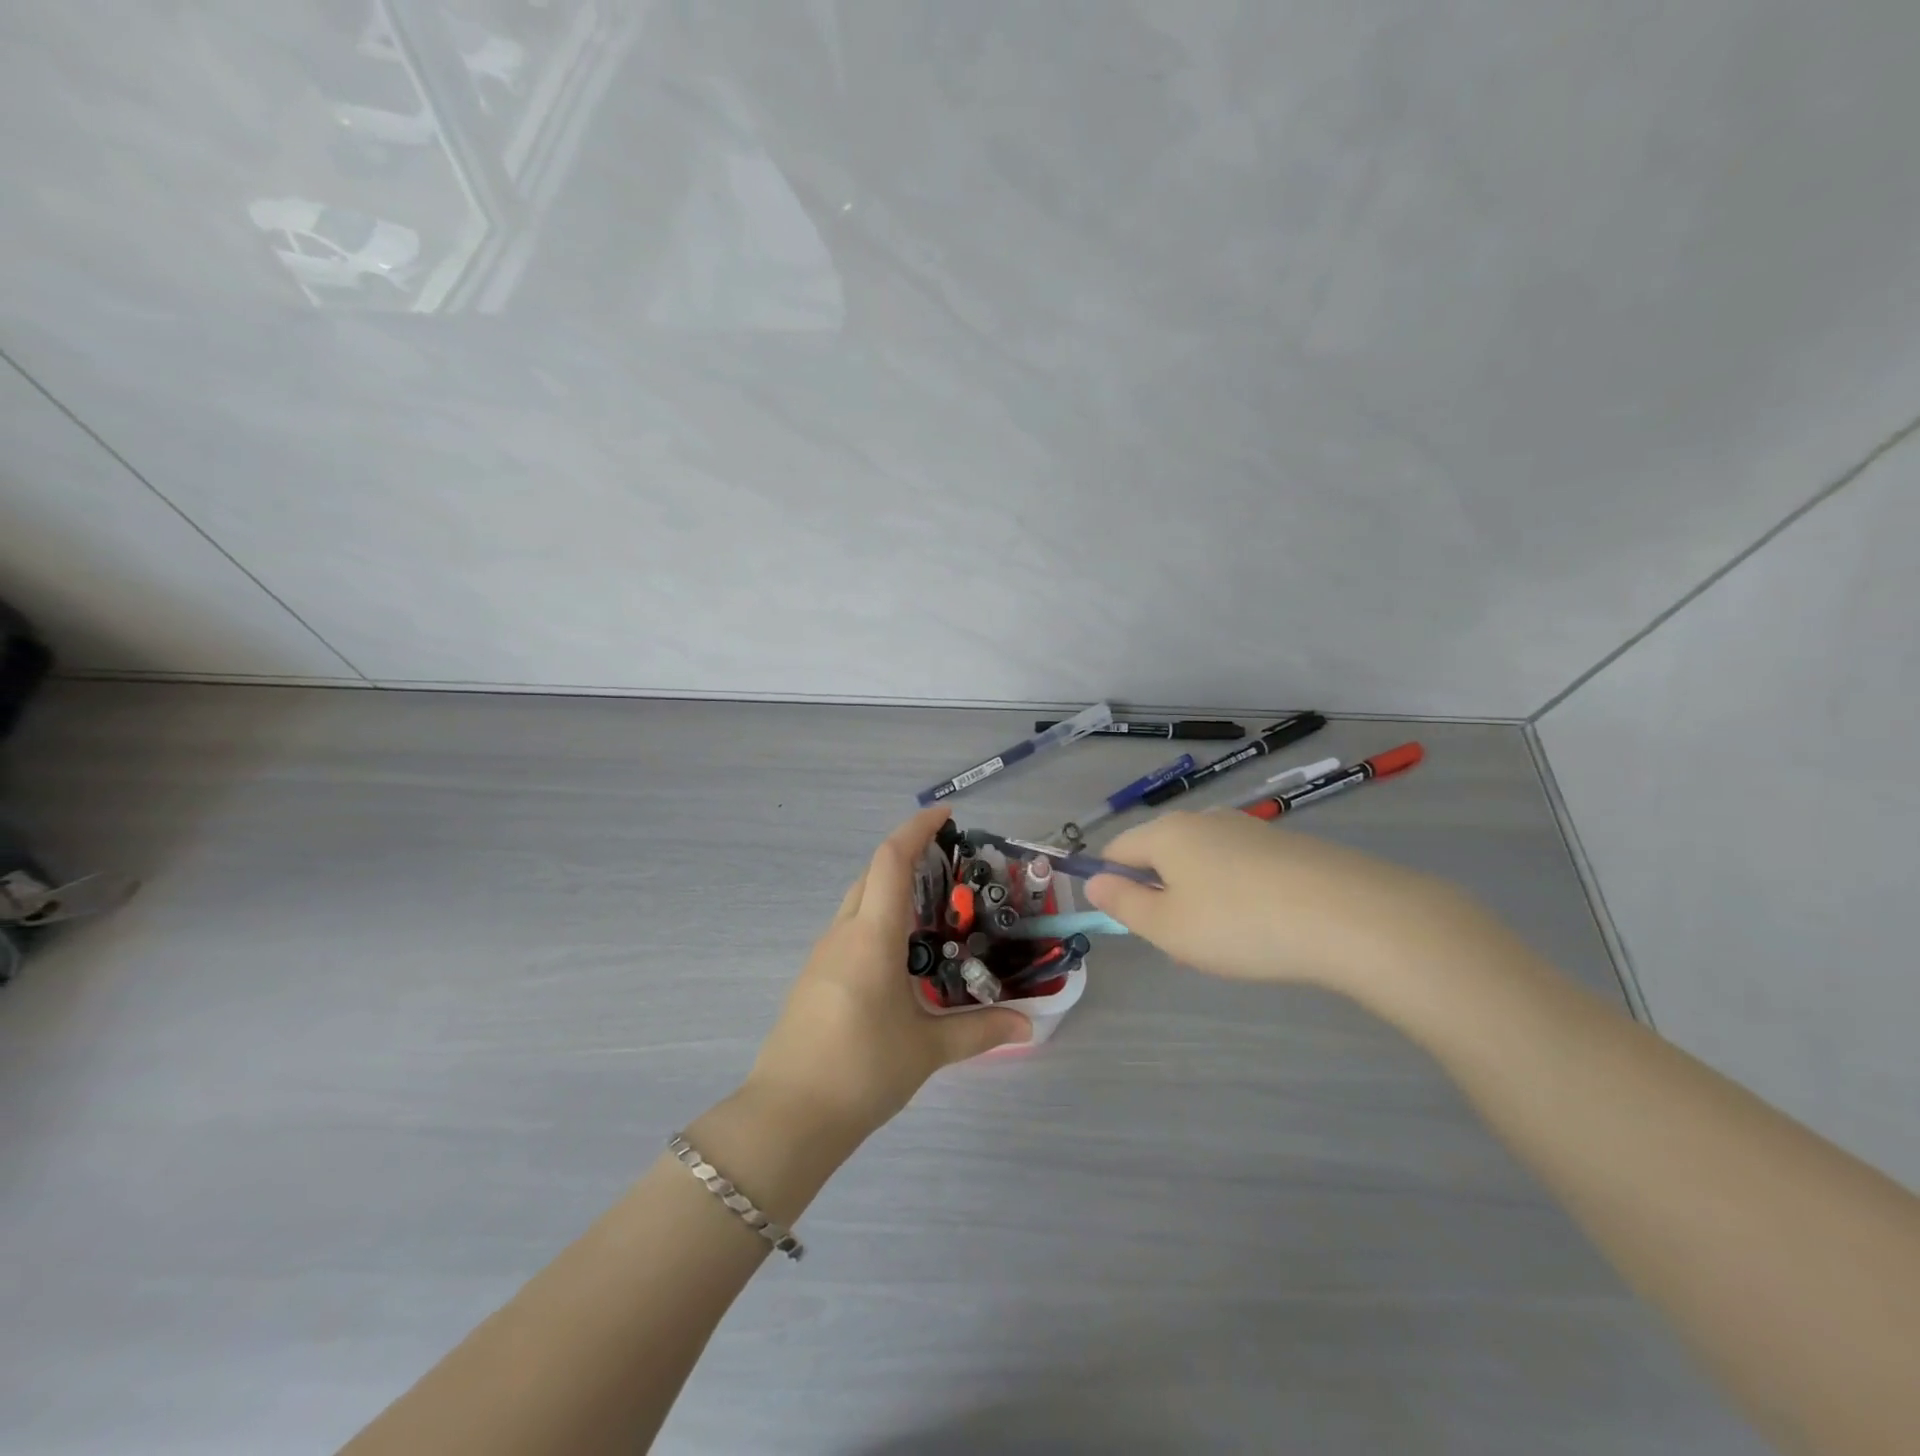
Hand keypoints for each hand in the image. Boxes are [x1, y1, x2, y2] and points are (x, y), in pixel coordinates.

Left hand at [746, 806, 1030, 1139]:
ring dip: (889, 889)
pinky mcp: (813, 977)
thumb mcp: (928, 1050)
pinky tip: (900, 953)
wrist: (788, 1116)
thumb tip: (1029, 1023)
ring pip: (857, 901)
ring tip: (931, 907)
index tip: (945, 814)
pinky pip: (849, 928)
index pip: (890, 860)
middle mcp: (843, 933)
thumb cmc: (861, 1071)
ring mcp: (822, 955)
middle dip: (906, 855)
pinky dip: (876, 919)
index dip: (916, 829)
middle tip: (948, 862)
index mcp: (872, 936)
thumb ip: (980, 1031)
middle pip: (872, 874)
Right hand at [1083, 809, 1485, 993]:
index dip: (1111, 882)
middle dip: (1161, 898)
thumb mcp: (1167, 926)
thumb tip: (1093, 880)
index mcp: (1167, 833)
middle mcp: (1205, 820)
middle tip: (1180, 945)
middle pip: (1162, 856)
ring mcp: (1249, 830)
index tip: (1130, 922)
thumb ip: (1122, 903)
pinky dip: (1237, 897)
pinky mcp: (1286, 846)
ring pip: (1203, 865)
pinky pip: (1241, 870)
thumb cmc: (1239, 923)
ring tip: (1225, 946)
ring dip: (1199, 901)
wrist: (1349, 915)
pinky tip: (1262, 931)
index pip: (1118, 849)